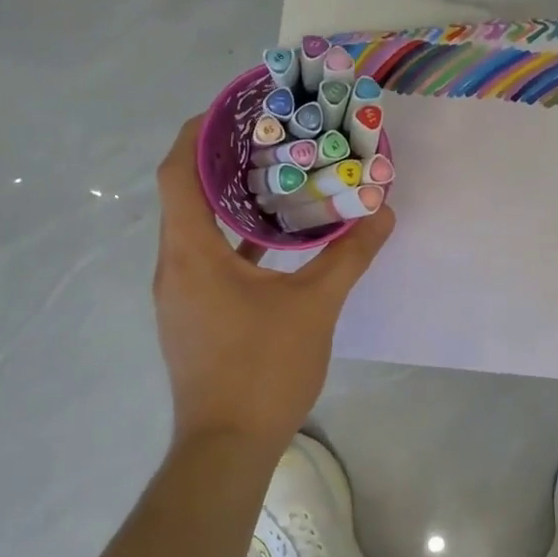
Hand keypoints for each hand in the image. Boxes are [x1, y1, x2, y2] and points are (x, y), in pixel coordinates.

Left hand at [153, 116, 394, 458]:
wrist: (227, 447)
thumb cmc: (263, 369)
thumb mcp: (315, 306)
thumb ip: (349, 255)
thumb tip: (382, 214)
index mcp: (191, 252)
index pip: (177, 172)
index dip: (198, 132)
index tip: (232, 109)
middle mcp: (175, 265)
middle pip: (185, 194)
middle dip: (221, 160)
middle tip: (269, 136)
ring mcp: (180, 294)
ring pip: (197, 228)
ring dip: (228, 200)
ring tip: (275, 176)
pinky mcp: (193, 316)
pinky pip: (208, 259)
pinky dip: (235, 239)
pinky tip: (274, 239)